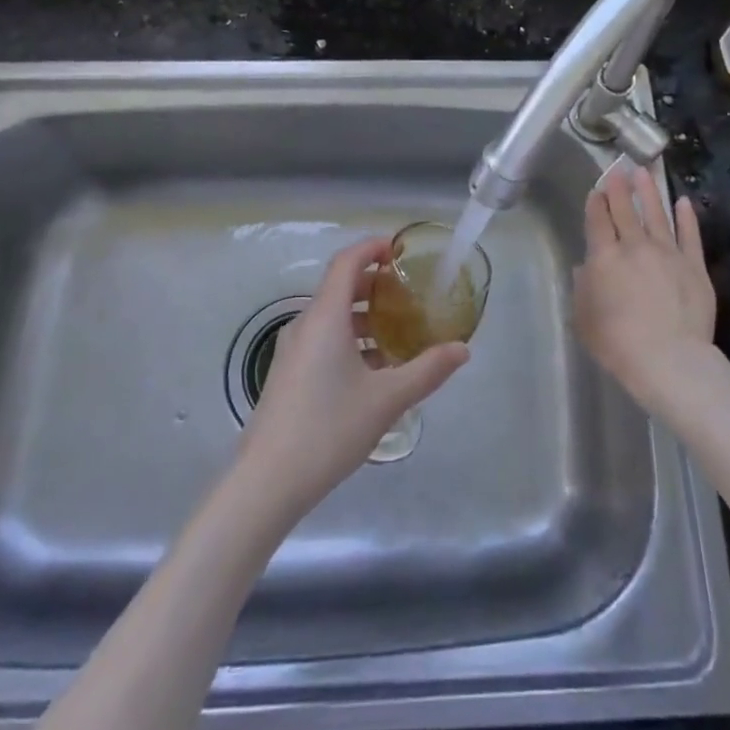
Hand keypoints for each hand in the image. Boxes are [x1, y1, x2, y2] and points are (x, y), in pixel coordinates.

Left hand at [238, 237, 468, 516]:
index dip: (372, 247)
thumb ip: (427, 370)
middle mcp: (306, 324)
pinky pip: (323, 339)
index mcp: (325, 317)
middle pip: (340, 286)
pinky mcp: (289, 374)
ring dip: (363, 314)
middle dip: (374, 283)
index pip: (347, 261)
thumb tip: (462, 349)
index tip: (400, 250)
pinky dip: (350, 338)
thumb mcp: (387, 400)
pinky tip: (373, 369)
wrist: (267, 482)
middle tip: (409, 293)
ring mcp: (293, 350)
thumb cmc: (329, 429)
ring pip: (331, 316)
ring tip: (398, 332)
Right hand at [574, 165, 718, 409]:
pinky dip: (687, 217)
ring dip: (650, 192)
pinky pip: (690, 235)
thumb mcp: (584, 319)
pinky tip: (684, 202)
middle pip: (625, 210)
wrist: (668, 359)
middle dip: (619, 188)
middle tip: (618, 169)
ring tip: (645, 172)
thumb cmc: (617, 343)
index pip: (598, 221)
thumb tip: (585, 268)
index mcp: (604, 257)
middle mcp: (635, 246)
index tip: (597, 190)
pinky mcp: (694, 265)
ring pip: (657, 214)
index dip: (596, 203)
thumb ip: (582, 289)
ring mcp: (668, 253)